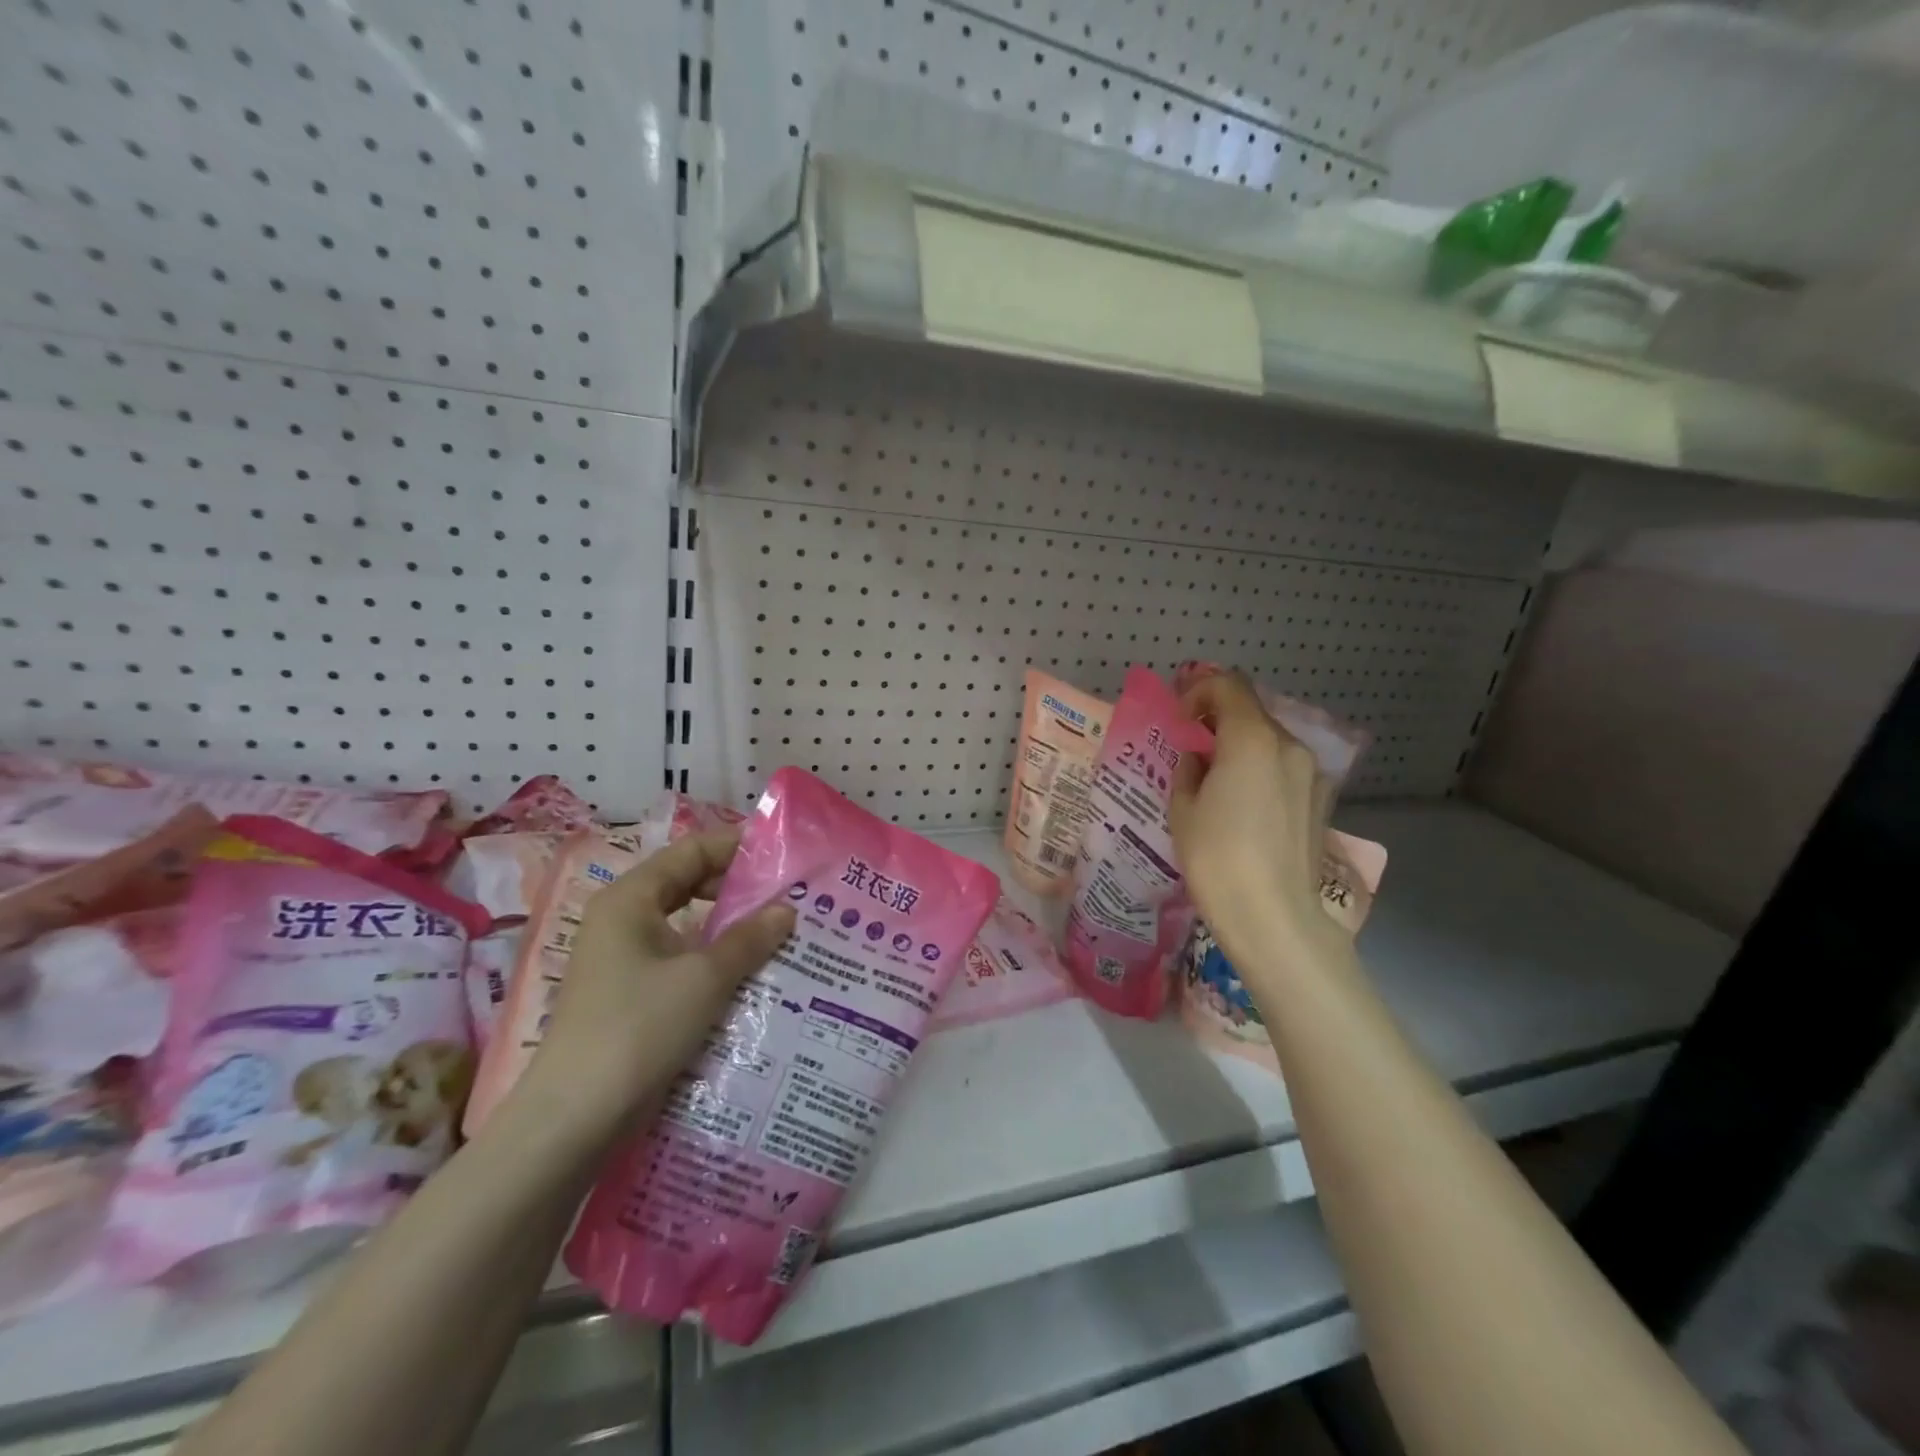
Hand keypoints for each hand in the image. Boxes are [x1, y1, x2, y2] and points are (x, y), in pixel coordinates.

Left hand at [515, 830, 795, 1144]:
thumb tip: (787, 910)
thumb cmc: (639, 1028)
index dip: (736, 846)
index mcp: (630, 899)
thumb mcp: (704, 978)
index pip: (690, 852)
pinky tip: (751, 973)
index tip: (782, 852)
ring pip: (687, 925)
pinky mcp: (632, 994)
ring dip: (730, 927)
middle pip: (688, 884)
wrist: (576, 1119)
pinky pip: (681, 959)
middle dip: (737, 887)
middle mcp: (623, 919)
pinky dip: (714, 959)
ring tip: (779, 931)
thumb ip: (749, 938)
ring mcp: (624, 959)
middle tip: (788, 894)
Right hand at [1170, 673, 1345, 978]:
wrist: (1273, 916)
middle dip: (1218, 721)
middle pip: (1251, 712)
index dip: (1199, 691)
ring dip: (1241, 747)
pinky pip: (1285, 769)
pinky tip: (1246, 809)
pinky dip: (1262, 771)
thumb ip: (1189, 766)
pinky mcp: (1322, 800)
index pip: (1228, 685)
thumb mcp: (1183, 807)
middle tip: (1193, 752)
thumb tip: (1199, 755)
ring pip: (1270, 741)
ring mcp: (1312, 773)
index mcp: (1252, 738)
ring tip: (1218, 785)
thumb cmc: (1216, 858)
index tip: (1181, 722)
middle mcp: (1289, 745)